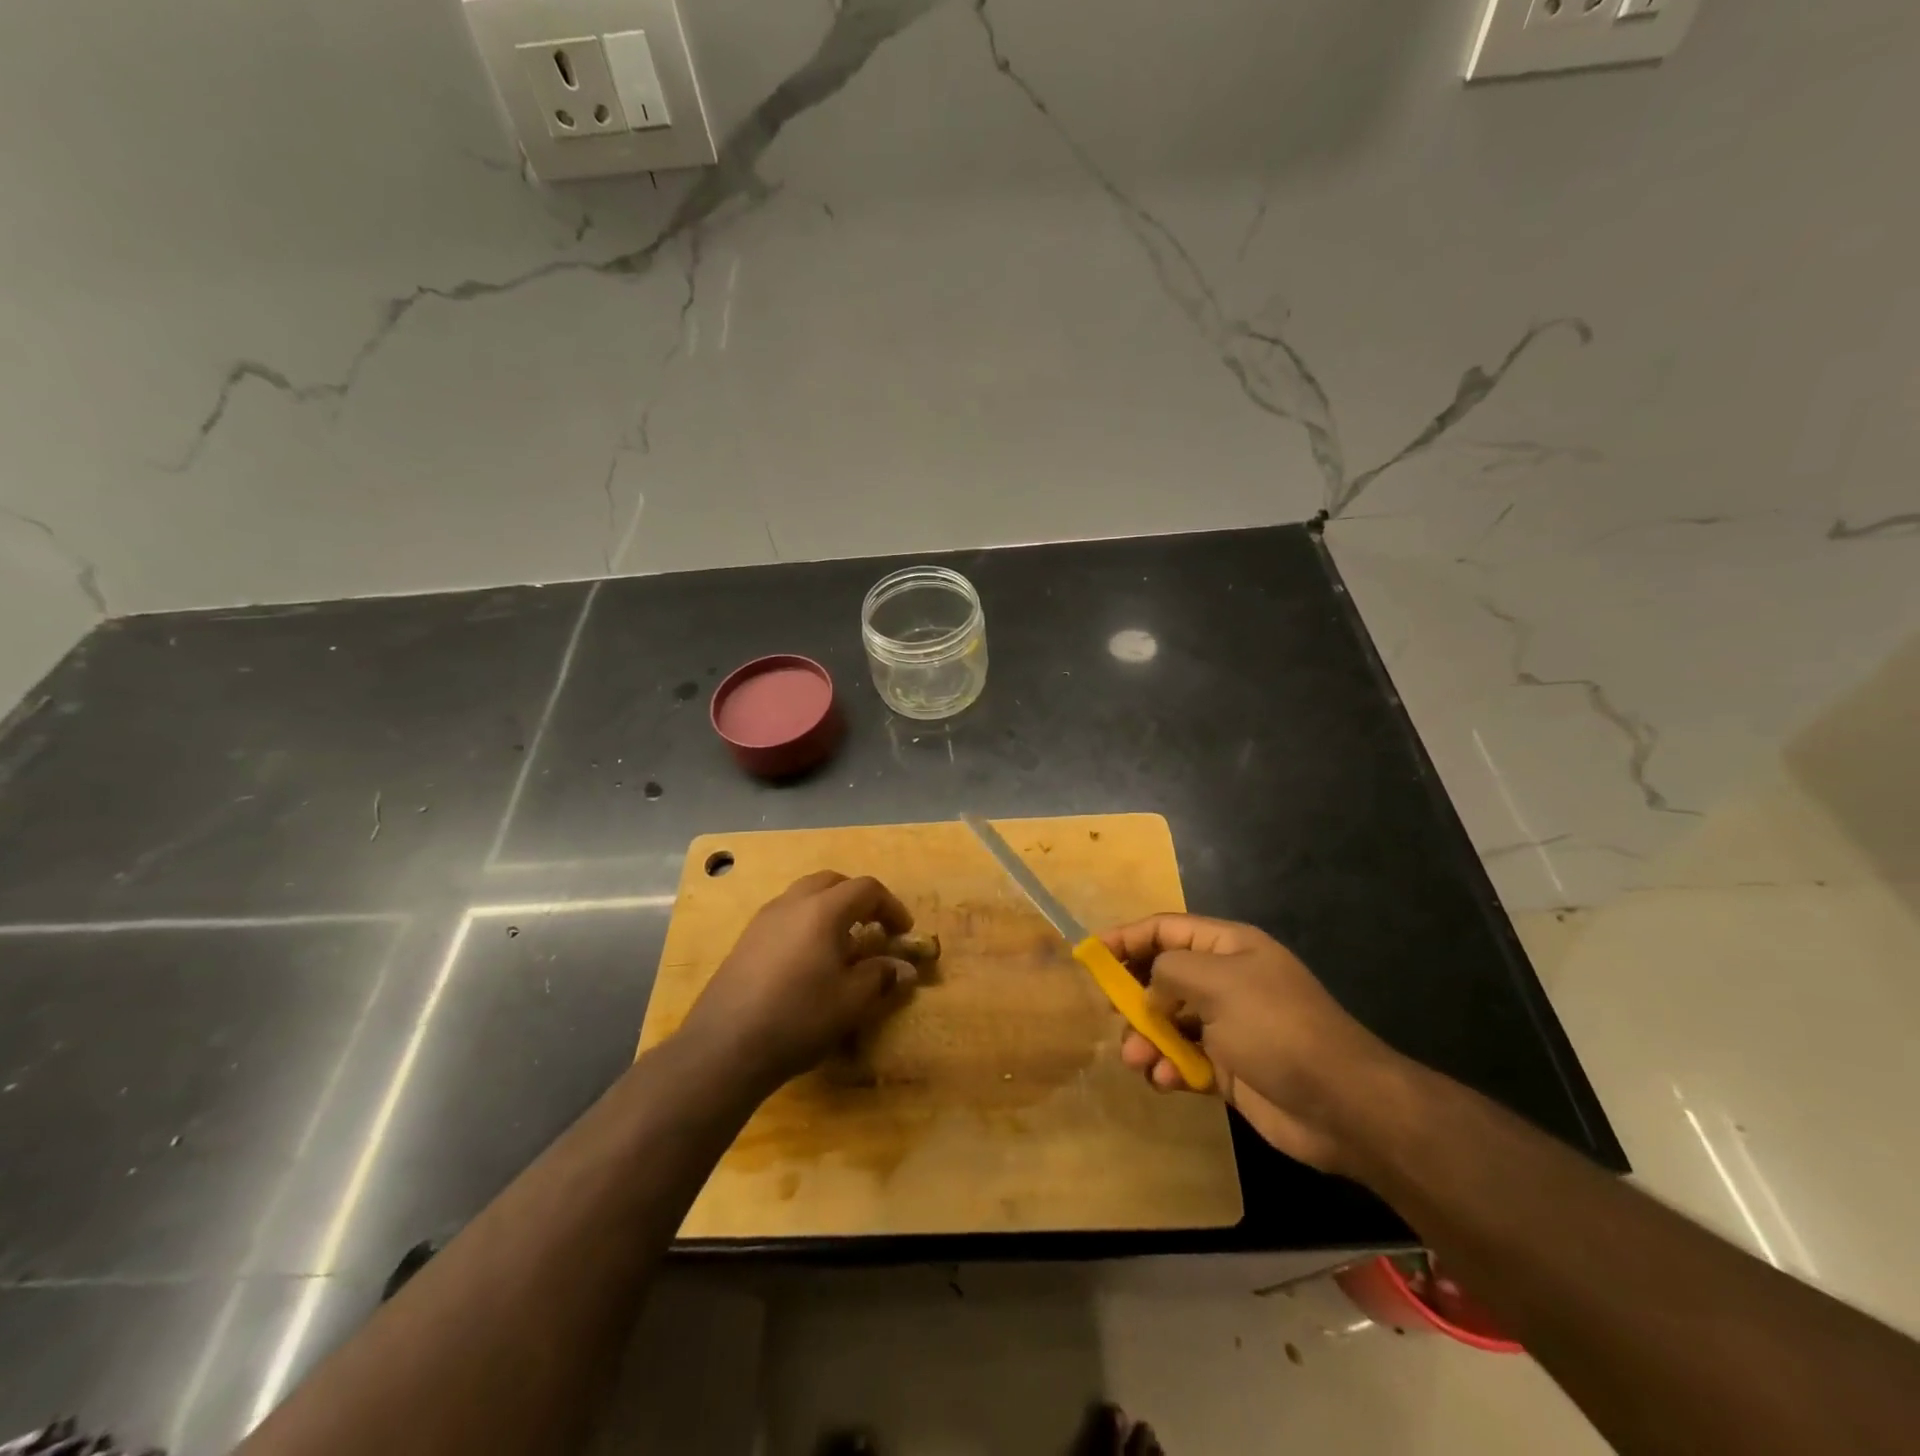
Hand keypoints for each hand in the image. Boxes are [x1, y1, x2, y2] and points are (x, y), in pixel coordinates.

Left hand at [679, 871, 915, 1092]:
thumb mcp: (852, 1001)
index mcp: (823, 910)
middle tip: (874, 928)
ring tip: (842, 946)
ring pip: (805, 896)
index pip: (866, 889)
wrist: (724, 1046)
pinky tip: (808, 962)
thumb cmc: (798, 1018)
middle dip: (858, 900)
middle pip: (833, 882)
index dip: (891, 907)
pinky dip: (806, 924)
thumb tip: (901, 968)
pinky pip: (785, 917)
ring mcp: (764, 919)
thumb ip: (881, 977)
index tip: (904, 932)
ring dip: (830, 910)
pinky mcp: (745, 940)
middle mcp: (792, 903)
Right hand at [1100, 915, 1402, 1173]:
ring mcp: (1227, 1026)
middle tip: (1112, 1013)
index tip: (1090, 955)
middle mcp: (1225, 981)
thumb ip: (1169, 972)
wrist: (1342, 1104)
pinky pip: (1184, 1059)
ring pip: (1168, 1022)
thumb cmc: (1276, 1027)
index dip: (1127, 937)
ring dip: (1146, 1039)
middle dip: (1133, 995)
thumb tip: (1150, 990)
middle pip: (1162, 976)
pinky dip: (1169, 1068)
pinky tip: (1166, 1081)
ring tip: (1136, 1059)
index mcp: (1227, 947)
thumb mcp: (1218, 982)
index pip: (1165, 930)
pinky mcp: (1228, 1068)